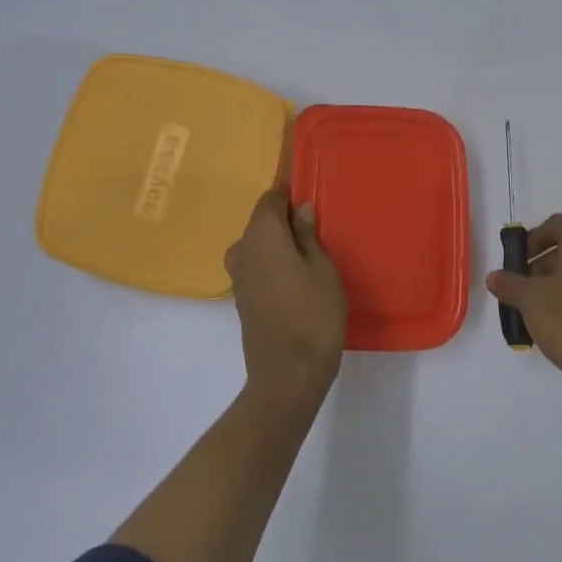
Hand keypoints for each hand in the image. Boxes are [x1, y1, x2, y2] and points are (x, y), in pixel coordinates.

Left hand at [225, 191, 346, 404]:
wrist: (287, 374)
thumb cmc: (313, 314)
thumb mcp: (322, 269)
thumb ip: (308, 235)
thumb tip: (300, 209)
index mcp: (260, 235)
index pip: (270, 199)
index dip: (288, 190)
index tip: (308, 187)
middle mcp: (241, 249)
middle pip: (263, 222)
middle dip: (287, 218)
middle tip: (319, 223)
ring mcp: (239, 276)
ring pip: (260, 245)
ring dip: (281, 242)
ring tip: (314, 250)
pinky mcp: (243, 297)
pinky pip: (259, 266)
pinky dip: (276, 263)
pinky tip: (299, 274)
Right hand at [486, 214, 561, 381]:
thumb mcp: (529, 299)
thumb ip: (509, 283)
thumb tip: (494, 277)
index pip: (558, 223)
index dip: (534, 238)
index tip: (518, 260)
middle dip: (544, 262)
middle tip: (524, 285)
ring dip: (559, 280)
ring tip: (538, 306)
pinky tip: (559, 319)